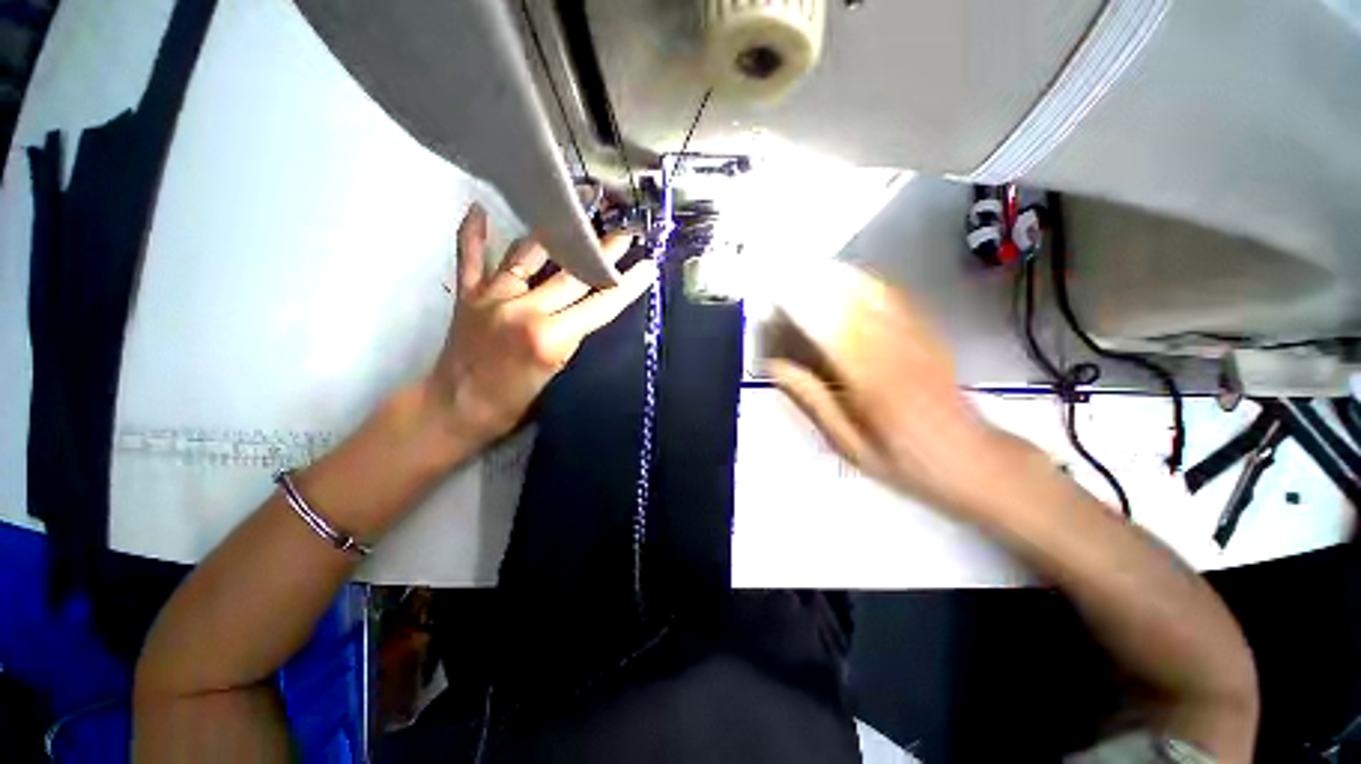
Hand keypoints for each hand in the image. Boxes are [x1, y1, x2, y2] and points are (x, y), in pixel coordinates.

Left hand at [424, 204, 655, 448]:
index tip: (647, 265)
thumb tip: (589, 309)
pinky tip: (478, 209)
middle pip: (572, 275)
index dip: (626, 286)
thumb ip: (572, 337)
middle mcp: (523, 309)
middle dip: (602, 253)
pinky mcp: (468, 294)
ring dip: (555, 233)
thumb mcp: (557, 373)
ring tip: (574, 209)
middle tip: (624, 232)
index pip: (599, 305)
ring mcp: (492, 297)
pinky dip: (474, 234)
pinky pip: (471, 257)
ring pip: (528, 255)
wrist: (455, 409)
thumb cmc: (512, 403)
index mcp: (550, 337)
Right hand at [763, 261, 1013, 510]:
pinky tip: (852, 276)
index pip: (828, 331)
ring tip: (810, 266)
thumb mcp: (850, 444)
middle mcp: (894, 352)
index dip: (801, 308)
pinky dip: (870, 283)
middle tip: (785, 273)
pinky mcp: (928, 335)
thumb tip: (775, 367)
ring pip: (872, 296)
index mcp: (871, 383)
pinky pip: (897, 301)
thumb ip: (814, 401)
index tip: (776, 295)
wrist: (973, 460)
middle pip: (849, 306)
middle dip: (815, 286)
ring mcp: (916, 339)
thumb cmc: (903, 460)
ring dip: (839, 278)